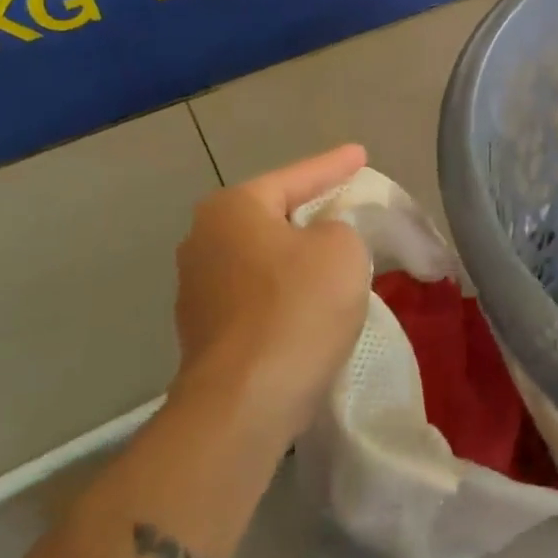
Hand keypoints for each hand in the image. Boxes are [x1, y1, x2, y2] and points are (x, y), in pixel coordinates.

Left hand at [171, 145, 372, 439]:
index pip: (296, 177)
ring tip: (333, 255)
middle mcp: (204, 240)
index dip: (334, 165)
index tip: (360, 154)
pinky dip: (285, 292)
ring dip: (296, 256)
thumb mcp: (342, 249)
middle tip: (345, 202)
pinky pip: (257, 294)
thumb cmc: (298, 308)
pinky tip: (309, 303)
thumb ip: (337, 229)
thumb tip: (318, 243)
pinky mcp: (205, 332)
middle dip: (309, 210)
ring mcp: (197, 289)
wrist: (245, 403)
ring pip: (263, 258)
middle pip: (272, 215)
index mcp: (233, 209)